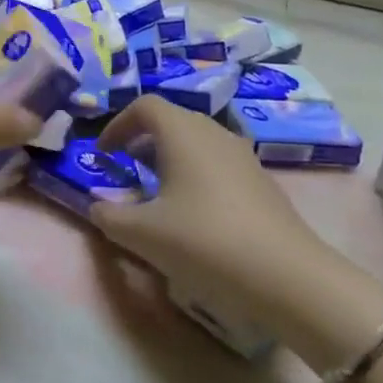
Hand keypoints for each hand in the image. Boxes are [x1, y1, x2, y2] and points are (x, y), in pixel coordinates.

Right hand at [89, 95, 332, 308]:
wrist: (285, 276)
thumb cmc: (202, 241)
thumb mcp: (141, 234)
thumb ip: (109, 216)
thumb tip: (97, 207)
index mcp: (182, 132)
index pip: (144, 106)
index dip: (118, 124)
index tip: (104, 154)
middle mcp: (214, 133)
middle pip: (173, 120)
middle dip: (143, 140)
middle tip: (126, 170)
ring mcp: (243, 156)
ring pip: (198, 142)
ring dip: (171, 159)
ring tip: (158, 194)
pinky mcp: (262, 182)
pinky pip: (218, 164)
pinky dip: (196, 175)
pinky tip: (194, 215)